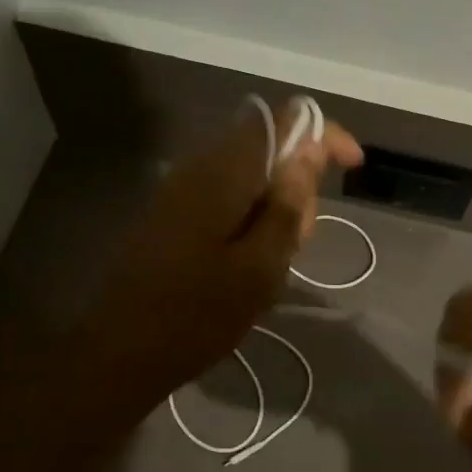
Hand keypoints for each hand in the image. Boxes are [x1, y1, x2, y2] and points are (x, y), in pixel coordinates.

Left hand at [83, 98, 362, 416]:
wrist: (119, 351)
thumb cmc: (197, 315)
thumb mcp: (260, 268)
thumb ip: (288, 205)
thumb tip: (310, 150)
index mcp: (224, 173)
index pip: (283, 120)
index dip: (323, 134)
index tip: (352, 165)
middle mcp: (199, 166)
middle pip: (266, 145)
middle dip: (298, 180)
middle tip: (303, 238)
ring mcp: (179, 188)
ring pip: (247, 173)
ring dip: (274, 202)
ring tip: (277, 257)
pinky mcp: (170, 211)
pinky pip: (224, 194)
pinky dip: (248, 214)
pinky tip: (248, 259)